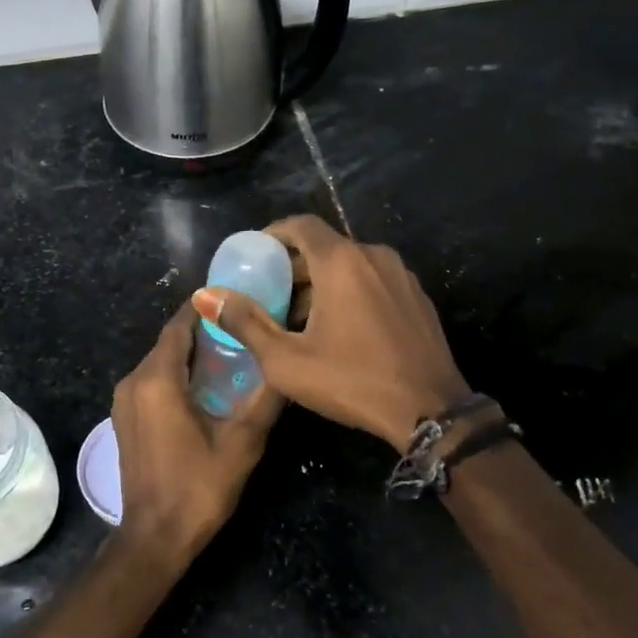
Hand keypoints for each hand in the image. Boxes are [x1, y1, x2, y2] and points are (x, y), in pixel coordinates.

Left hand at [111, 302, 283, 565]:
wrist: (154, 537)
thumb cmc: (198, 487)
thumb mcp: (242, 442)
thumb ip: (265, 398)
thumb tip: (288, 365)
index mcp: (157, 380)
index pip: (179, 326)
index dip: (204, 308)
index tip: (234, 297)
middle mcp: (133, 382)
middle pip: (169, 342)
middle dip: (202, 330)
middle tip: (242, 324)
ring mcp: (124, 401)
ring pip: (160, 361)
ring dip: (191, 353)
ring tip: (230, 350)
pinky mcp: (125, 418)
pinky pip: (152, 381)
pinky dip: (176, 373)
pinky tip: (206, 384)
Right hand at [191, 214, 469, 448]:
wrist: (430, 412)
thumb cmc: (352, 381)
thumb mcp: (286, 360)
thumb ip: (245, 322)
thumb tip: (206, 295)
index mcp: (341, 261)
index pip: (301, 225)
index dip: (273, 234)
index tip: (254, 255)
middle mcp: (374, 256)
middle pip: (325, 247)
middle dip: (294, 267)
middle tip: (270, 296)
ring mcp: (401, 276)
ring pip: (351, 265)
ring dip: (322, 282)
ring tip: (300, 319)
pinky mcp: (418, 298)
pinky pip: (374, 281)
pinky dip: (351, 292)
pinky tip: (341, 329)